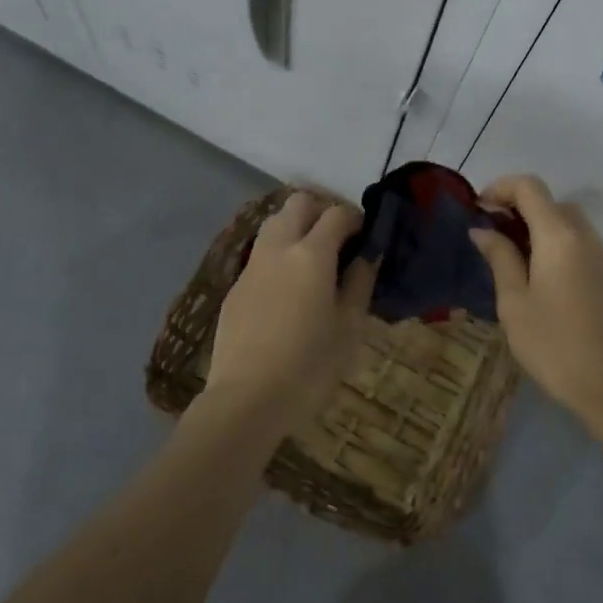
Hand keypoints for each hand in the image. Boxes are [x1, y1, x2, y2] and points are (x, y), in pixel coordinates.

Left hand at [199, 192, 376, 439]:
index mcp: (311, 254)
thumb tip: (367, 254)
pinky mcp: (235, 288)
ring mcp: (251, 266)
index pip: (336, 214)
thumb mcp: (349, 326)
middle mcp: (278, 249)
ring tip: (313, 260)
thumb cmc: (310, 366)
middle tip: (339, 240)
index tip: (366, 236)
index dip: (356, 218)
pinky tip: (288, 289)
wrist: (247, 399)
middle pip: (298, 203)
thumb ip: (360, 282)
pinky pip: (261, 254)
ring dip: (296, 227)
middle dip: (321, 211)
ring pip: (273, 224)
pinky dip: (279, 254)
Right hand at [470, 175, 602, 430]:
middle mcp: (584, 235)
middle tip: (490, 234)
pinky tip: (537, 273)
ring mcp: (601, 255)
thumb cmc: (552, 343)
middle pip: (549, 200)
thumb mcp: (514, 301)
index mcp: (558, 235)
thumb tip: (483, 229)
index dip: (500, 188)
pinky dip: (554, 241)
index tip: (478, 210)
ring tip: (510, 254)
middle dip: (517, 206)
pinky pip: (578, 241)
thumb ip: (499, 257)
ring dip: (536, 224)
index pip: (530, 187)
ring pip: (566, 220)